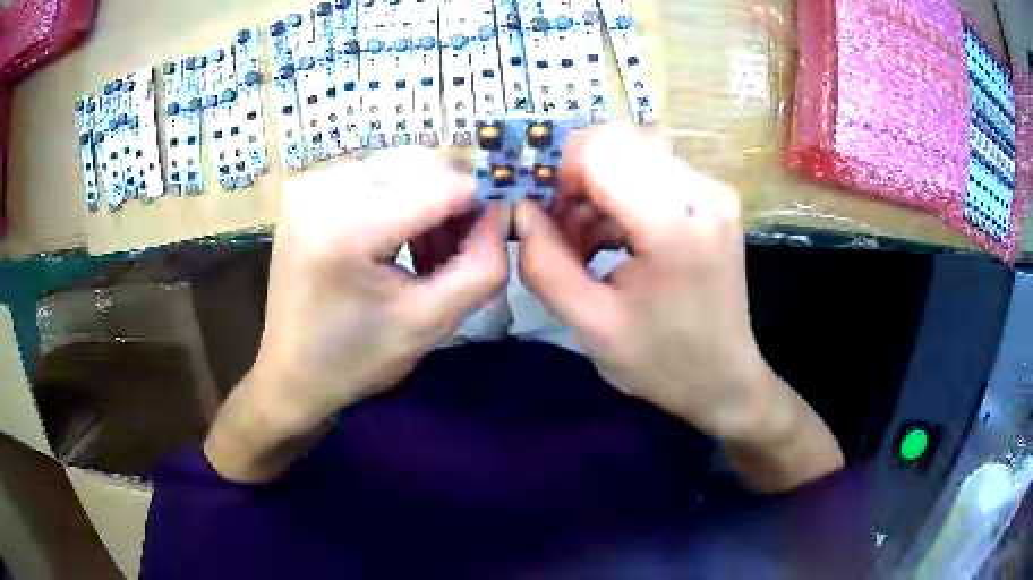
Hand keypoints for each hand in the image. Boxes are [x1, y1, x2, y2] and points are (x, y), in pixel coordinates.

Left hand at [251, 147, 508, 435]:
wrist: (290, 373)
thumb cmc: (356, 359)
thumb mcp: (429, 323)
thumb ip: (481, 268)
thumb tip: (503, 214)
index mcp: (346, 229)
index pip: (439, 185)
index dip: (479, 203)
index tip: (495, 232)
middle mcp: (321, 190)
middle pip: (418, 165)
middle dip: (450, 202)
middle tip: (457, 250)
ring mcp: (308, 184)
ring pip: (399, 166)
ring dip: (425, 201)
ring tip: (425, 254)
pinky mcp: (305, 189)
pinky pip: (373, 174)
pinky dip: (397, 200)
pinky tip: (396, 241)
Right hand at [517, 126, 768, 439]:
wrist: (725, 380)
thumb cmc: (662, 362)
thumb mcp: (590, 325)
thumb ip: (544, 264)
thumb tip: (522, 210)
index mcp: (674, 226)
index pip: (600, 150)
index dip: (560, 172)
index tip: (546, 215)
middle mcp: (702, 192)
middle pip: (616, 142)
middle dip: (577, 181)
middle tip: (564, 234)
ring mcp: (713, 191)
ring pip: (632, 152)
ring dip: (597, 191)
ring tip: (587, 246)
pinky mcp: (714, 198)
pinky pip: (653, 171)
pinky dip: (621, 197)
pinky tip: (615, 240)